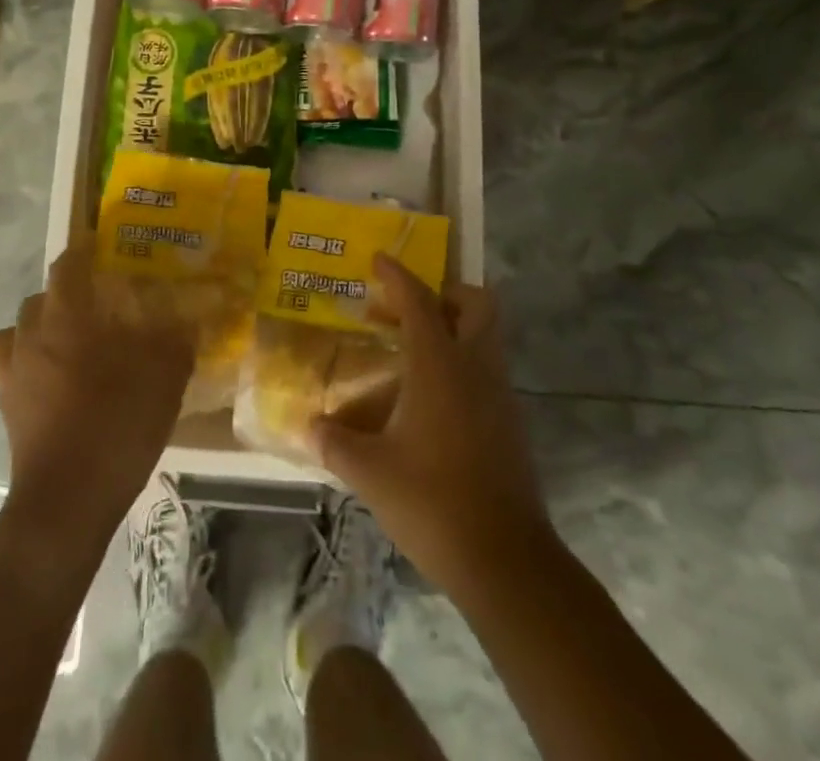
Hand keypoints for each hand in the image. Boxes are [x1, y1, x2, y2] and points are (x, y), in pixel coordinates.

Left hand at [0, 248, 193, 542]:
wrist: (67, 499)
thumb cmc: (117, 426)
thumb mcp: (163, 379)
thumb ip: (176, 340)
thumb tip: (188, 316)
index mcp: (67, 318)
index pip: (67, 265)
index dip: (84, 250)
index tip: (102, 246)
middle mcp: (32, 335)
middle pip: (42, 297)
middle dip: (67, 293)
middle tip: (99, 303)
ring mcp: (12, 372)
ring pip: (20, 329)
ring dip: (42, 325)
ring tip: (70, 339)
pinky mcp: (6, 404)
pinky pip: (10, 365)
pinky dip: (27, 359)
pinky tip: (51, 376)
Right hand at [312, 256, 552, 599]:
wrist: (505, 560)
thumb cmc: (432, 502)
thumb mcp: (369, 472)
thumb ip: (334, 442)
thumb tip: (309, 426)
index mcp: (439, 365)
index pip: (418, 301)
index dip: (397, 275)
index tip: (378, 259)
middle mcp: (475, 367)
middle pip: (476, 304)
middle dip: (445, 293)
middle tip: (408, 309)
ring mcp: (500, 394)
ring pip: (486, 336)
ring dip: (454, 328)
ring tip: (413, 351)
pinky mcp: (510, 423)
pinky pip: (487, 370)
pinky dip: (463, 364)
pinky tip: (432, 398)